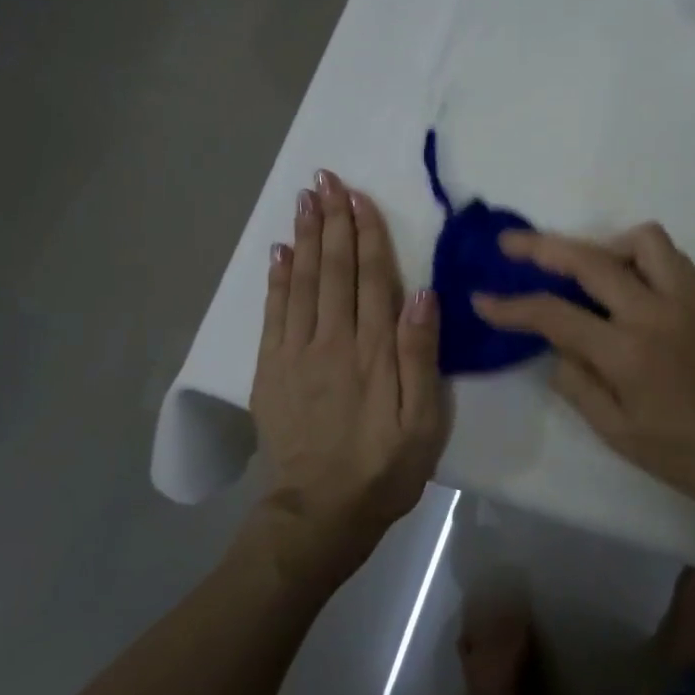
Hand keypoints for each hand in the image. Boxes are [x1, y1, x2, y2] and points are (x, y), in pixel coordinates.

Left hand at [250, 171, 449, 584]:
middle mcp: (332, 341)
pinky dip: (276, 279)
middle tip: (326, 180)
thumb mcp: (423, 421)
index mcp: (373, 351)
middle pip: (333, 270)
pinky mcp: (271, 371)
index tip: (359, 196)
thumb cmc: (384, 467)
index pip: (371, 278)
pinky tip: (279, 253)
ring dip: (304, 238)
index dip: (366, 234)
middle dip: (332, 222)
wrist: (320, 513)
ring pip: (301, 282)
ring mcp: (296, 354)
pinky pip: (273, 313)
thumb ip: (420, 356)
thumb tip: (423, 294)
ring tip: (304, 201)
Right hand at [473, 223, 694, 516]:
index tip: (482, 298)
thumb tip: (555, 345)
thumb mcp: (616, 432)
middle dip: (541, 247)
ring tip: (583, 268)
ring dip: (603, 244)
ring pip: (641, 240)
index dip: (512, 306)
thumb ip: (577, 383)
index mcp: (627, 353)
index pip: (555, 315)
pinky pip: (670, 256)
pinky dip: (639, 256)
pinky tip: (627, 282)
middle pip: (590, 259)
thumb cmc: (681, 455)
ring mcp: (686, 300)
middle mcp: (655, 313)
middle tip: (510, 244)